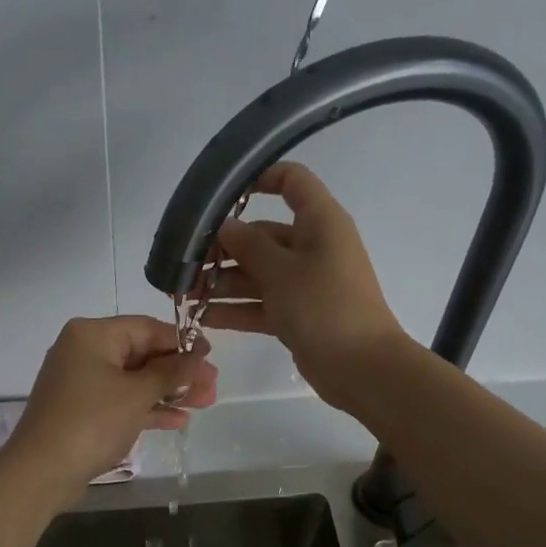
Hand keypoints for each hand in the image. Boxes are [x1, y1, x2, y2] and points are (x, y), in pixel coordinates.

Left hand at [3, 316, 218, 508]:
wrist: (41, 471)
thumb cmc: (92, 422)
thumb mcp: (137, 394)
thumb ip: (172, 373)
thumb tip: (198, 356)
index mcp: (93, 335)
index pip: (147, 328)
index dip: (182, 342)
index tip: (212, 357)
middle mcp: (84, 350)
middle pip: (142, 354)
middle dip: (179, 372)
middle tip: (212, 387)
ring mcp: (82, 381)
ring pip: (134, 379)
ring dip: (168, 391)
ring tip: (204, 404)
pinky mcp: (82, 409)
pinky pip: (121, 400)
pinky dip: (147, 407)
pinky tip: (177, 420)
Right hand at [207, 162, 408, 408]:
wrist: (361, 367)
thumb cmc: (324, 306)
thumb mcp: (282, 271)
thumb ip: (249, 246)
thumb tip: (225, 226)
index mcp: (320, 222)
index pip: (292, 180)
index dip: (259, 179)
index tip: (221, 197)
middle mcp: (313, 247)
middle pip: (263, 235)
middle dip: (223, 248)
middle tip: (184, 264)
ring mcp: (305, 283)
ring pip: (258, 273)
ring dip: (223, 282)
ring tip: (185, 294)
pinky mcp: (298, 314)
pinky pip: (262, 303)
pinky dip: (236, 309)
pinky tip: (202, 317)